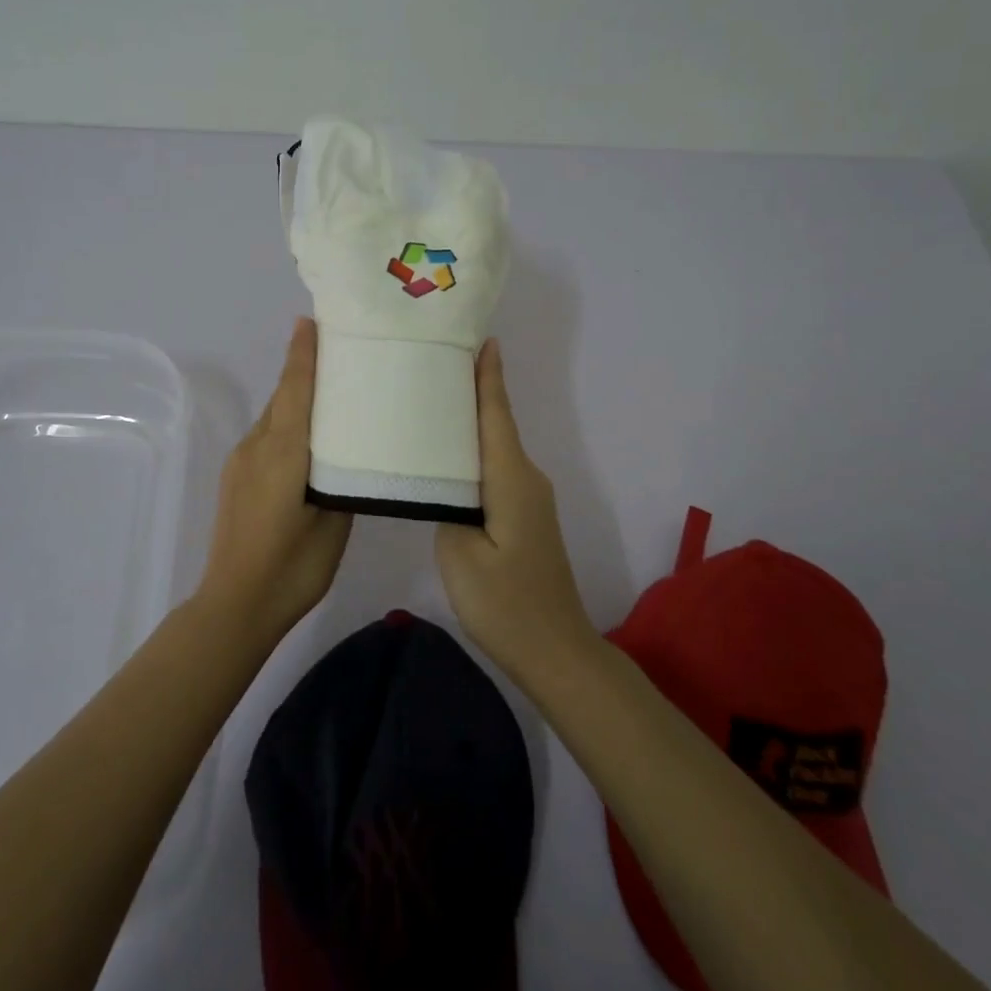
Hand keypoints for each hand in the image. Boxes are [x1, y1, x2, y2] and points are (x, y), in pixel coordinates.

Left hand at [196, 317, 353, 645]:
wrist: (234, 605)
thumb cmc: (292, 568)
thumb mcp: (333, 524)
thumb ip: (340, 482)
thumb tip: (344, 459)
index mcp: (284, 452)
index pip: (296, 389)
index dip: (303, 354)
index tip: (311, 321)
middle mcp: (257, 446)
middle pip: (283, 396)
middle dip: (302, 368)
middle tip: (334, 349)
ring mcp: (241, 462)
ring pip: (273, 417)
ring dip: (295, 398)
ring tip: (329, 393)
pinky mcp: (236, 478)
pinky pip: (265, 437)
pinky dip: (286, 424)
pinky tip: (306, 440)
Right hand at [435, 339, 596, 678]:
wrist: (557, 651)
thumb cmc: (506, 603)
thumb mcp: (460, 555)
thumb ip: (447, 508)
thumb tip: (446, 487)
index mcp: (511, 478)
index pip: (497, 415)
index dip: (489, 377)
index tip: (482, 339)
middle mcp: (526, 479)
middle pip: (497, 425)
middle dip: (473, 391)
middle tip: (435, 364)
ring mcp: (529, 499)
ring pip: (496, 449)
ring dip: (471, 424)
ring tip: (433, 404)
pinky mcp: (525, 518)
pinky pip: (497, 471)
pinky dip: (475, 454)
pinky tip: (450, 458)